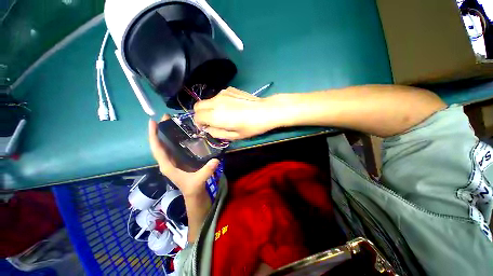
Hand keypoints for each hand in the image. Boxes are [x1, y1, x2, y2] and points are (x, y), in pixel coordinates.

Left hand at [148, 115, 218, 196]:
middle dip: (161, 130)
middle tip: (166, 116)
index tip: (153, 122)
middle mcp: (167, 161)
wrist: (194, 193)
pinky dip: (175, 138)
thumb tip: (216, 160)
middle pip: (160, 143)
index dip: (153, 135)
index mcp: (167, 165)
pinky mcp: (179, 159)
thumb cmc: (193, 188)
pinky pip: (174, 146)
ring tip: (173, 121)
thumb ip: (206, 171)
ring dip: (167, 132)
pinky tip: (182, 132)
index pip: (157, 149)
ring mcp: (173, 160)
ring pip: (166, 144)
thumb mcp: (199, 180)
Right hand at [193, 87, 276, 139]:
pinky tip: (231, 107)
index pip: (197, 117)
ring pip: (207, 100)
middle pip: (197, 106)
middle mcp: (215, 102)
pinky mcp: (229, 89)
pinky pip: (217, 96)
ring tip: (224, 114)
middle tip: (212, 121)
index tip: (207, 127)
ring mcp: (222, 93)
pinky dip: (219, 102)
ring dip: (210, 108)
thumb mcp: (234, 136)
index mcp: (216, 115)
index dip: (199, 124)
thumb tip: (208, 129)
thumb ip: (217, 133)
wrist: (266, 111)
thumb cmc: (251, 126)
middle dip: (201, 115)